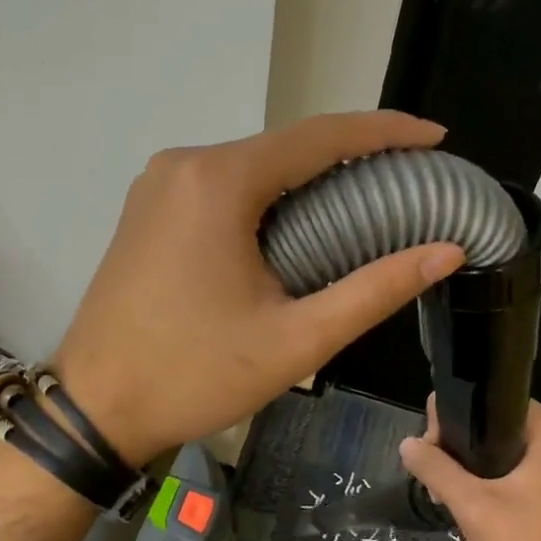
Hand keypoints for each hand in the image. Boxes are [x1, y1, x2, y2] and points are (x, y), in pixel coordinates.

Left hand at [52, 112, 466, 465]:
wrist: (94, 407)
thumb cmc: (194, 375)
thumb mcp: (296, 341)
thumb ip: (374, 291)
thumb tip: (446, 252)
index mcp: (218, 182)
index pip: (319, 137)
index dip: (384, 132)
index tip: (435, 138)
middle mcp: (182, 166)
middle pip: (283, 148)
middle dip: (348, 160)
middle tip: (407, 184)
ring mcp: (157, 186)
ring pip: (251, 167)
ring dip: (307, 181)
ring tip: (365, 206)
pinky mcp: (146, 211)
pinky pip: (220, 188)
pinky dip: (266, 198)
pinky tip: (297, 226)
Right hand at [399, 398, 540, 540]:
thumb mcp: (473, 505)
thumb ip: (436, 469)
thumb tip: (406, 443)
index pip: (485, 400)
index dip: (450, 419)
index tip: (433, 452)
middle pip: (487, 425)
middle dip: (455, 448)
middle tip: (436, 481)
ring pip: (494, 450)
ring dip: (466, 469)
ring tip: (445, 497)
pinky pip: (506, 471)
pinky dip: (484, 483)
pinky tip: (467, 506)